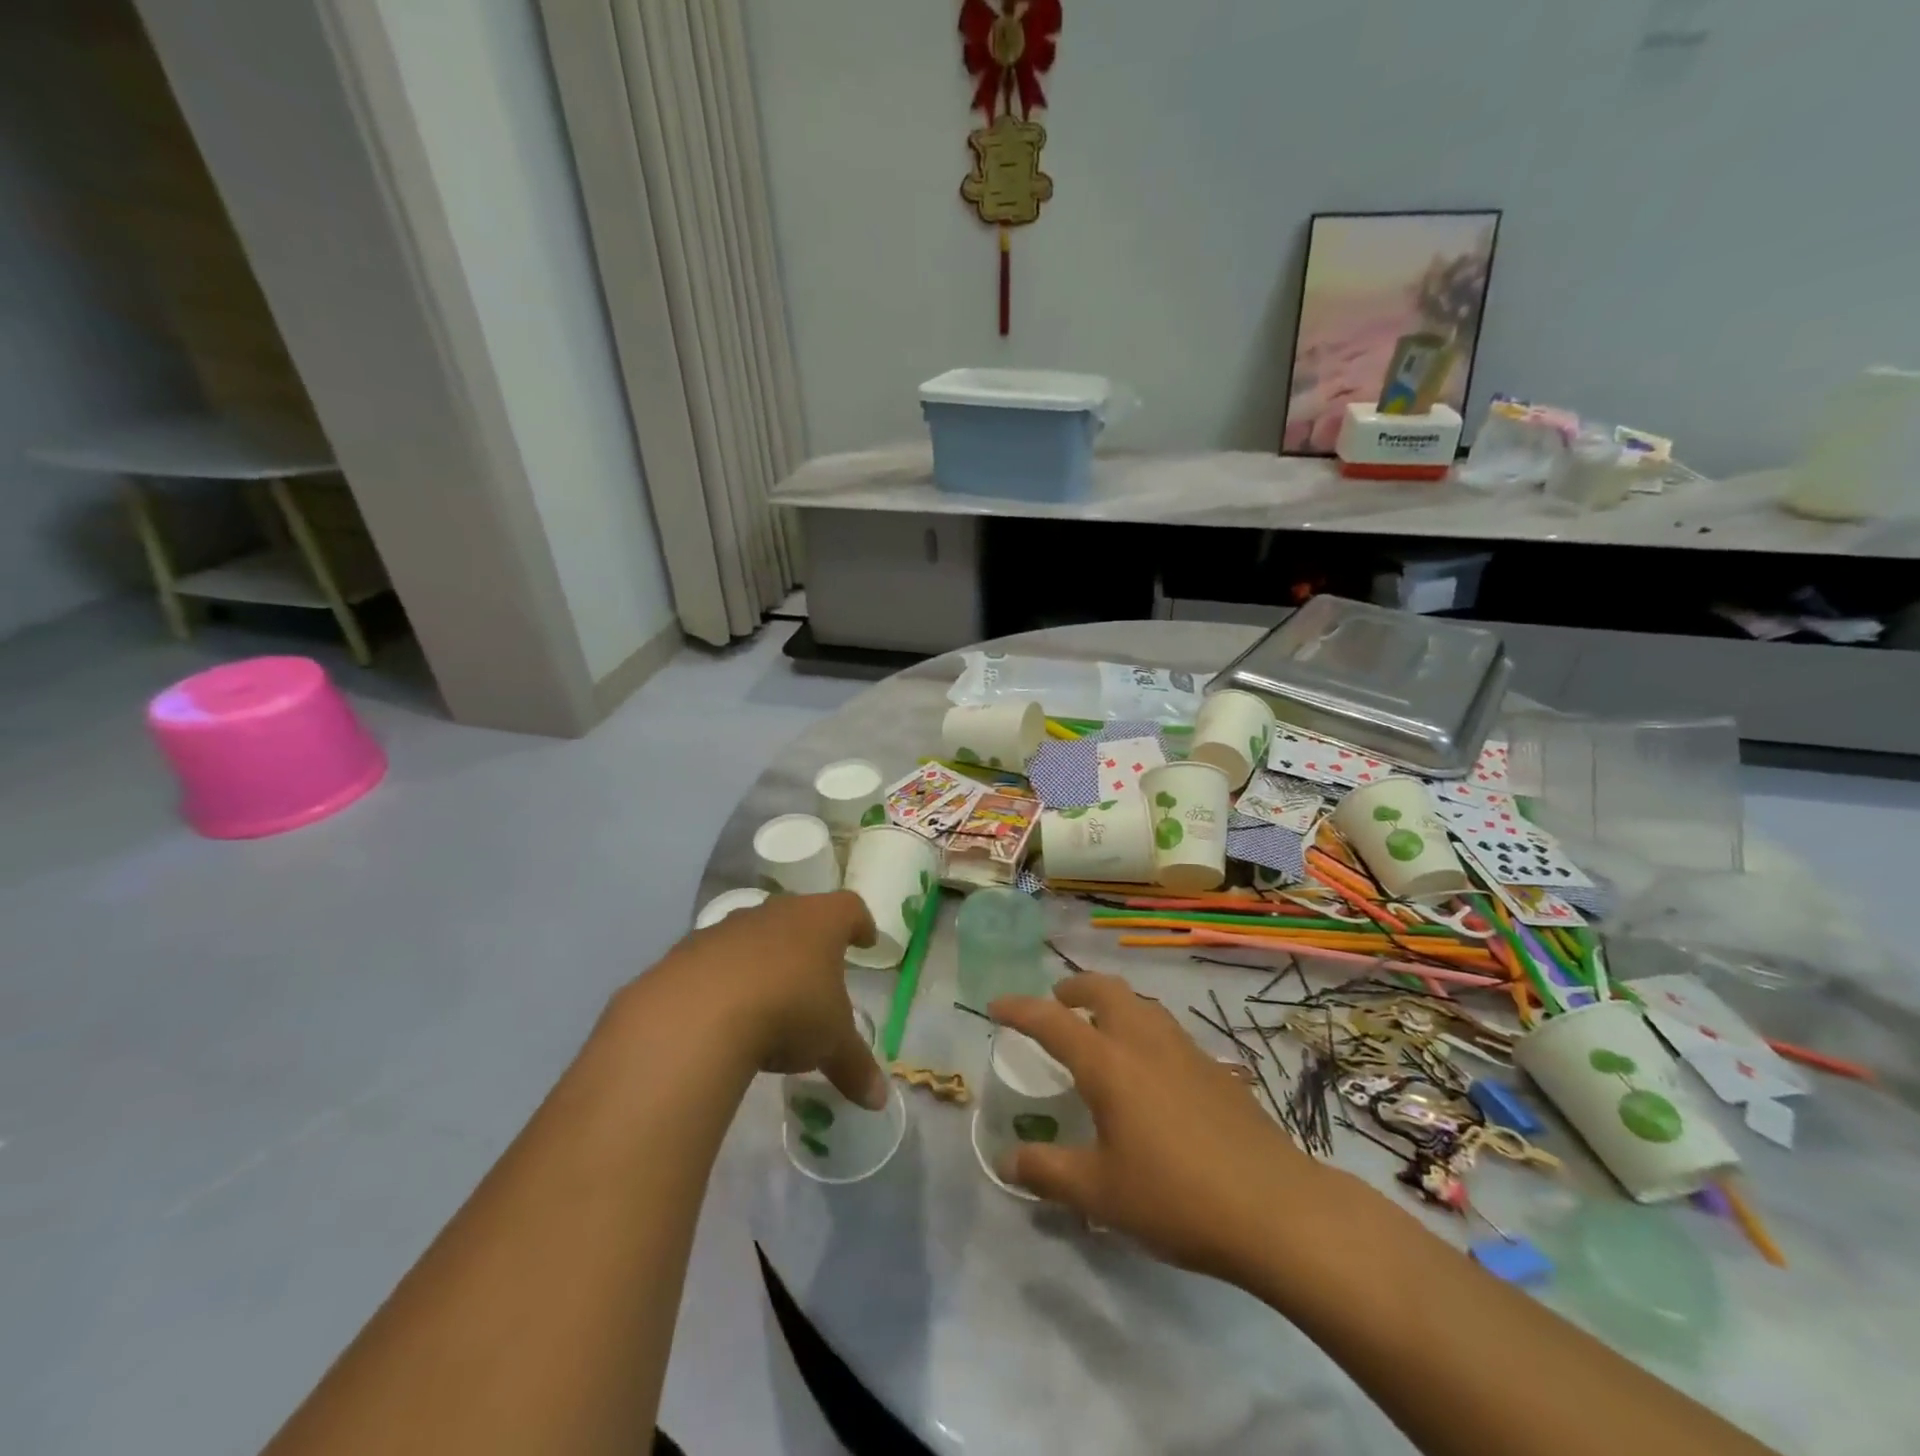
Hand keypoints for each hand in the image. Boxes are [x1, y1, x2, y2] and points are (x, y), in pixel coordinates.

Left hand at [652, 891, 886, 1108]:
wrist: (696, 1015)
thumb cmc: (787, 1012)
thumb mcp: (831, 1044)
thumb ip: (855, 1066)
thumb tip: (879, 1098)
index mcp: (820, 921)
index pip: (849, 909)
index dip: (860, 924)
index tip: (865, 940)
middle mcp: (776, 913)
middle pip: (799, 915)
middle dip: (809, 939)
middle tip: (817, 968)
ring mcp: (728, 927)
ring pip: (754, 934)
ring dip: (763, 956)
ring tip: (768, 993)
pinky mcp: (688, 950)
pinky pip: (714, 959)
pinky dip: (723, 977)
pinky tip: (722, 1011)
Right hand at [990, 974, 1344, 1287]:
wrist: (1275, 1208)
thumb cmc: (1175, 1197)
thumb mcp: (1100, 1194)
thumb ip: (1047, 1172)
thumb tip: (1006, 1159)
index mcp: (1109, 1063)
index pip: (1052, 1021)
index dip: (1020, 1009)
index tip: (997, 1005)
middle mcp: (1145, 1042)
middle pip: (1106, 989)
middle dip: (1075, 987)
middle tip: (1058, 1002)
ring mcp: (1186, 1050)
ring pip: (1142, 1004)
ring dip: (1114, 1003)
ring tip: (1102, 1030)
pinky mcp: (1216, 1069)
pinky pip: (1167, 1030)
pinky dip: (1144, 1029)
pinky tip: (1151, 1070)